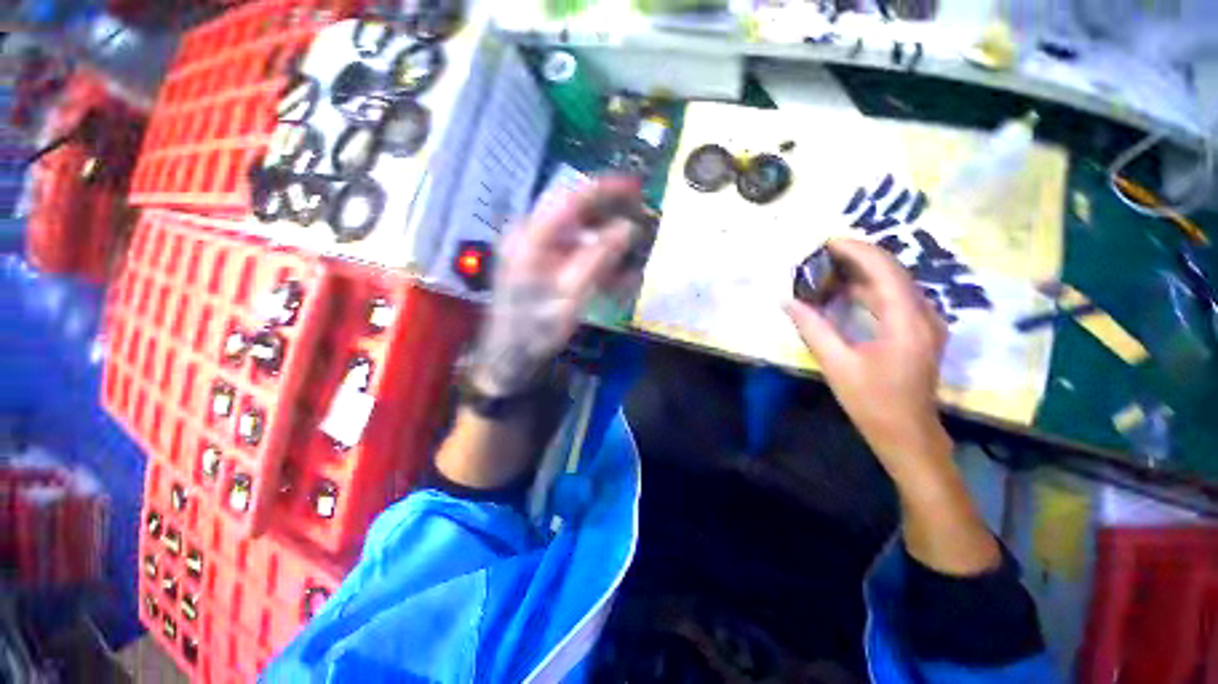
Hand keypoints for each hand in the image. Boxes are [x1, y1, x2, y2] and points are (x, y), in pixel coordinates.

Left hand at [469, 177, 638, 396]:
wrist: (509, 354)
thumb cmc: (536, 328)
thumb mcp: (571, 296)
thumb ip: (598, 259)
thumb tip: (626, 228)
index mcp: (531, 238)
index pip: (570, 198)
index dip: (605, 189)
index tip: (635, 186)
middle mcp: (528, 234)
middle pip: (572, 209)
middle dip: (607, 209)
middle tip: (637, 212)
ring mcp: (532, 248)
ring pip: (574, 229)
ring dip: (603, 234)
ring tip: (629, 244)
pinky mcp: (538, 261)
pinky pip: (571, 249)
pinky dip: (593, 254)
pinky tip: (612, 271)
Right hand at [784, 239, 950, 476]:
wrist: (907, 434)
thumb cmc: (872, 401)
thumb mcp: (837, 363)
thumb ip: (812, 327)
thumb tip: (787, 301)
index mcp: (906, 321)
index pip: (884, 270)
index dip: (856, 251)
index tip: (826, 243)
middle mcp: (924, 314)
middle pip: (893, 271)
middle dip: (858, 258)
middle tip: (822, 255)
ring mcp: (925, 323)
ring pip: (895, 284)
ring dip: (863, 273)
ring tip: (828, 270)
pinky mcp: (919, 332)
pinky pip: (895, 299)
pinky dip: (869, 291)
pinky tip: (845, 293)